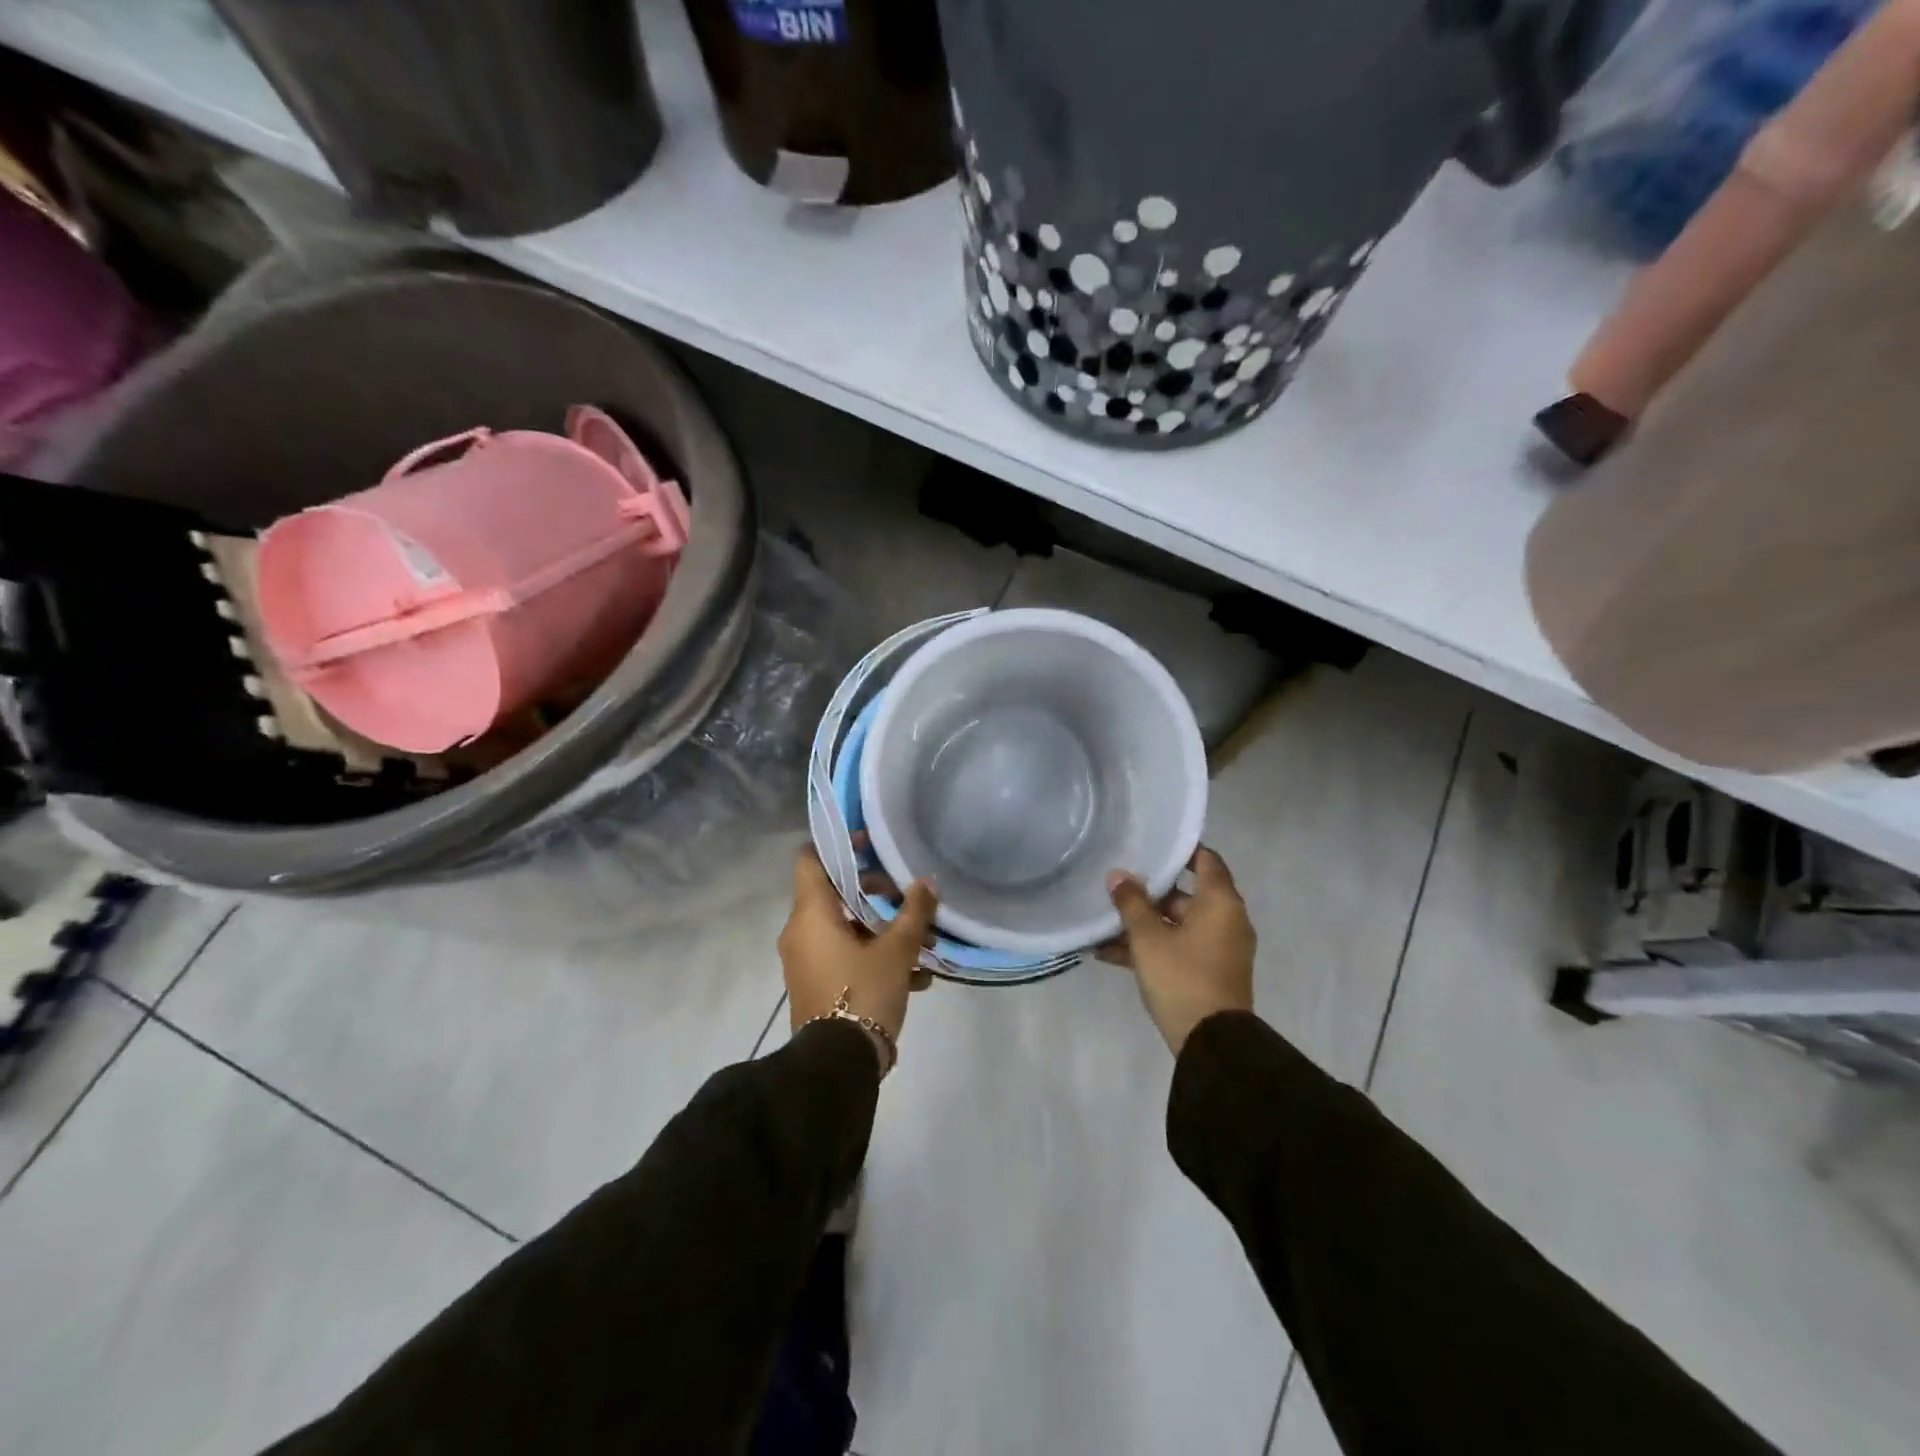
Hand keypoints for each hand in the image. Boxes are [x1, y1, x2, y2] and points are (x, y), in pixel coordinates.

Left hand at [780, 845, 937, 1058]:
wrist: (836, 1067)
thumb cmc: (862, 994)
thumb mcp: (897, 950)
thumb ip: (914, 912)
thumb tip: (927, 883)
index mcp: (811, 914)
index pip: (810, 859)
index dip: (839, 845)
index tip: (872, 844)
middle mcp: (801, 932)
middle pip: (837, 893)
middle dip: (878, 894)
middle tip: (910, 901)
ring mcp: (807, 961)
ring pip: (847, 929)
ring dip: (885, 931)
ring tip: (926, 946)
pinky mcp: (817, 985)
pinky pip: (846, 957)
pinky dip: (875, 957)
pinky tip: (916, 979)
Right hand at [1100, 846, 1254, 1053]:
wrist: (1212, 1044)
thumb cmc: (1182, 977)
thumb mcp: (1148, 938)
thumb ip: (1131, 903)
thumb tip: (1118, 875)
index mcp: (1220, 903)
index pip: (1205, 860)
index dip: (1179, 849)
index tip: (1151, 842)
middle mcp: (1226, 920)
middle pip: (1186, 894)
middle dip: (1149, 892)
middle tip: (1116, 884)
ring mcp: (1219, 949)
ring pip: (1177, 924)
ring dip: (1143, 924)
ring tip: (1103, 923)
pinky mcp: (1209, 972)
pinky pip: (1178, 948)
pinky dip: (1151, 948)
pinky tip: (1109, 954)